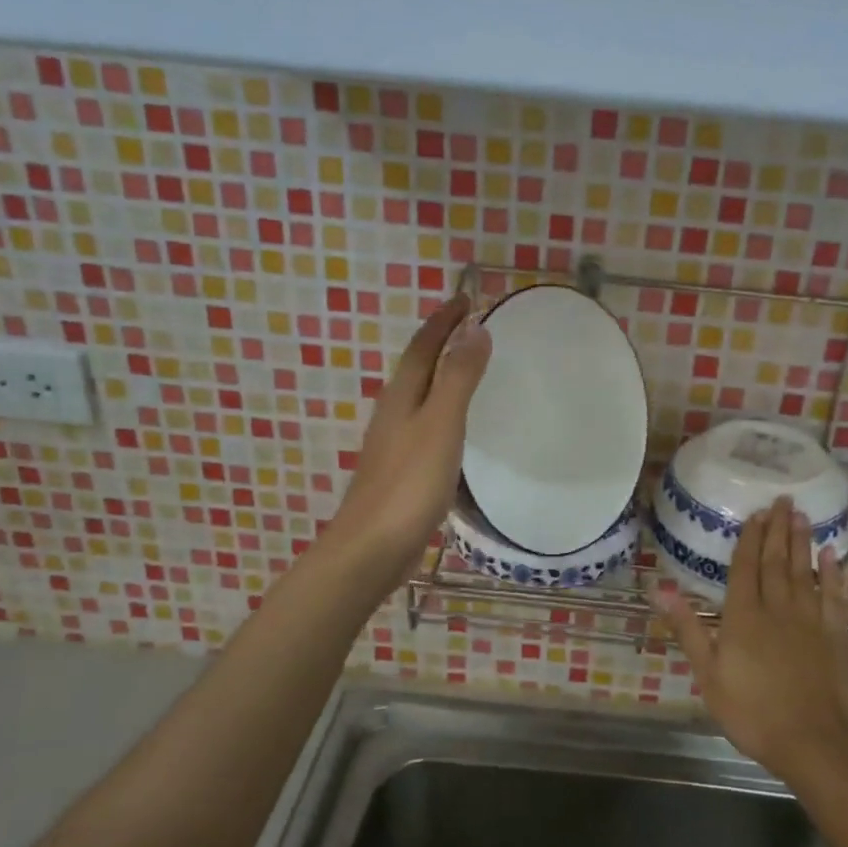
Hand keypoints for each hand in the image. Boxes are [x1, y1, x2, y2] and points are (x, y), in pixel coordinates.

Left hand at [326, 295, 490, 583]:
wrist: (372, 547)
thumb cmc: (409, 483)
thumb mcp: (441, 424)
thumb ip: (458, 378)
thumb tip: (475, 330)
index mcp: (401, 397)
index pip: (423, 346)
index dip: (444, 321)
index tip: (466, 298)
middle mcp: (393, 414)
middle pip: (416, 367)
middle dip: (440, 343)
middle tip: (470, 328)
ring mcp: (394, 444)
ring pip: (419, 397)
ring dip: (440, 377)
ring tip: (467, 369)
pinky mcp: (401, 472)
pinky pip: (425, 426)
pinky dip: (443, 412)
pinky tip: (455, 430)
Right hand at [650, 497, 847, 776]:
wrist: (815, 741)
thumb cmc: (752, 712)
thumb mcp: (708, 674)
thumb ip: (688, 627)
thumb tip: (660, 588)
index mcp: (743, 616)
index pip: (744, 568)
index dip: (749, 540)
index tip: (755, 514)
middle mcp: (777, 608)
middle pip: (775, 561)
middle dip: (776, 530)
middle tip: (782, 500)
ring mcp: (810, 619)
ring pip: (804, 571)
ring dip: (801, 542)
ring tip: (801, 515)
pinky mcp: (837, 635)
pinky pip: (834, 596)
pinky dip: (831, 573)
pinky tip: (830, 556)